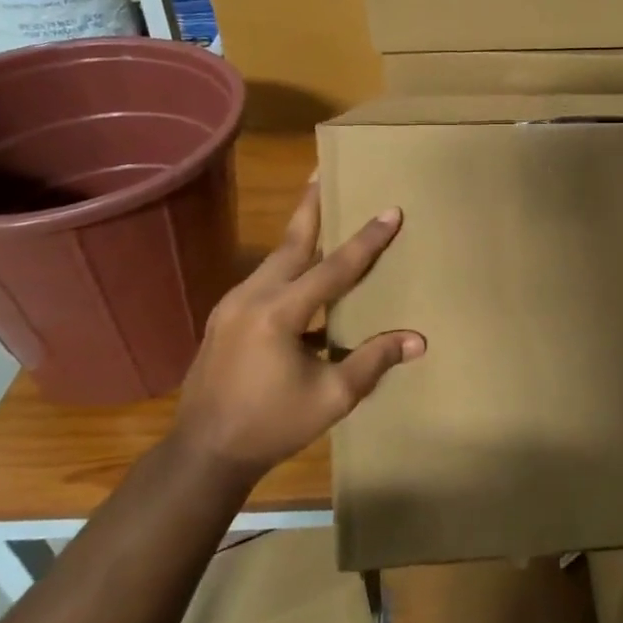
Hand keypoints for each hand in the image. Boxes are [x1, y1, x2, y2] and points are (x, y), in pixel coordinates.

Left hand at [174, 177, 423, 478]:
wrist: (204, 453)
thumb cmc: (272, 425)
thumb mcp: (332, 396)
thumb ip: (373, 360)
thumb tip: (418, 339)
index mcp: (279, 313)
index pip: (334, 267)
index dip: (366, 240)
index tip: (390, 211)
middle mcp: (252, 296)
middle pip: (292, 242)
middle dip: (312, 206)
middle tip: (324, 169)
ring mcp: (233, 305)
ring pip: (276, 258)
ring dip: (301, 233)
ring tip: (320, 209)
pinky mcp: (226, 318)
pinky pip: (265, 279)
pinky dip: (289, 265)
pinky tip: (304, 273)